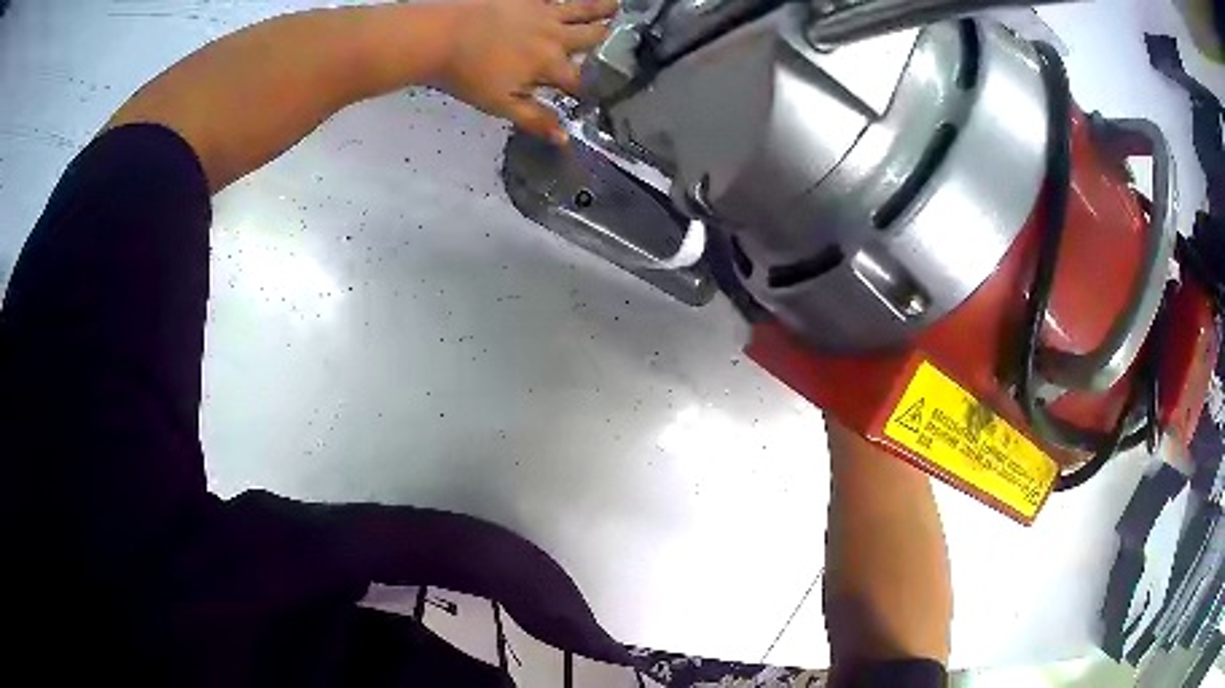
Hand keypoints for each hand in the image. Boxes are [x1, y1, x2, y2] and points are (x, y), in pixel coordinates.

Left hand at [439, 0, 617, 143]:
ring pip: (580, 9)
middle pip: (591, 38)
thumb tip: (564, 139)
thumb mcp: (501, 104)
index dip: (589, 90)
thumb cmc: (467, 75)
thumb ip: (535, 119)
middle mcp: (554, 35)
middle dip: (609, 40)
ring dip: (600, 9)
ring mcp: (541, 11)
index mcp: (550, 64)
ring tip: (617, 6)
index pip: (579, 81)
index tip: (598, 94)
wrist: (439, 36)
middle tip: (625, 37)